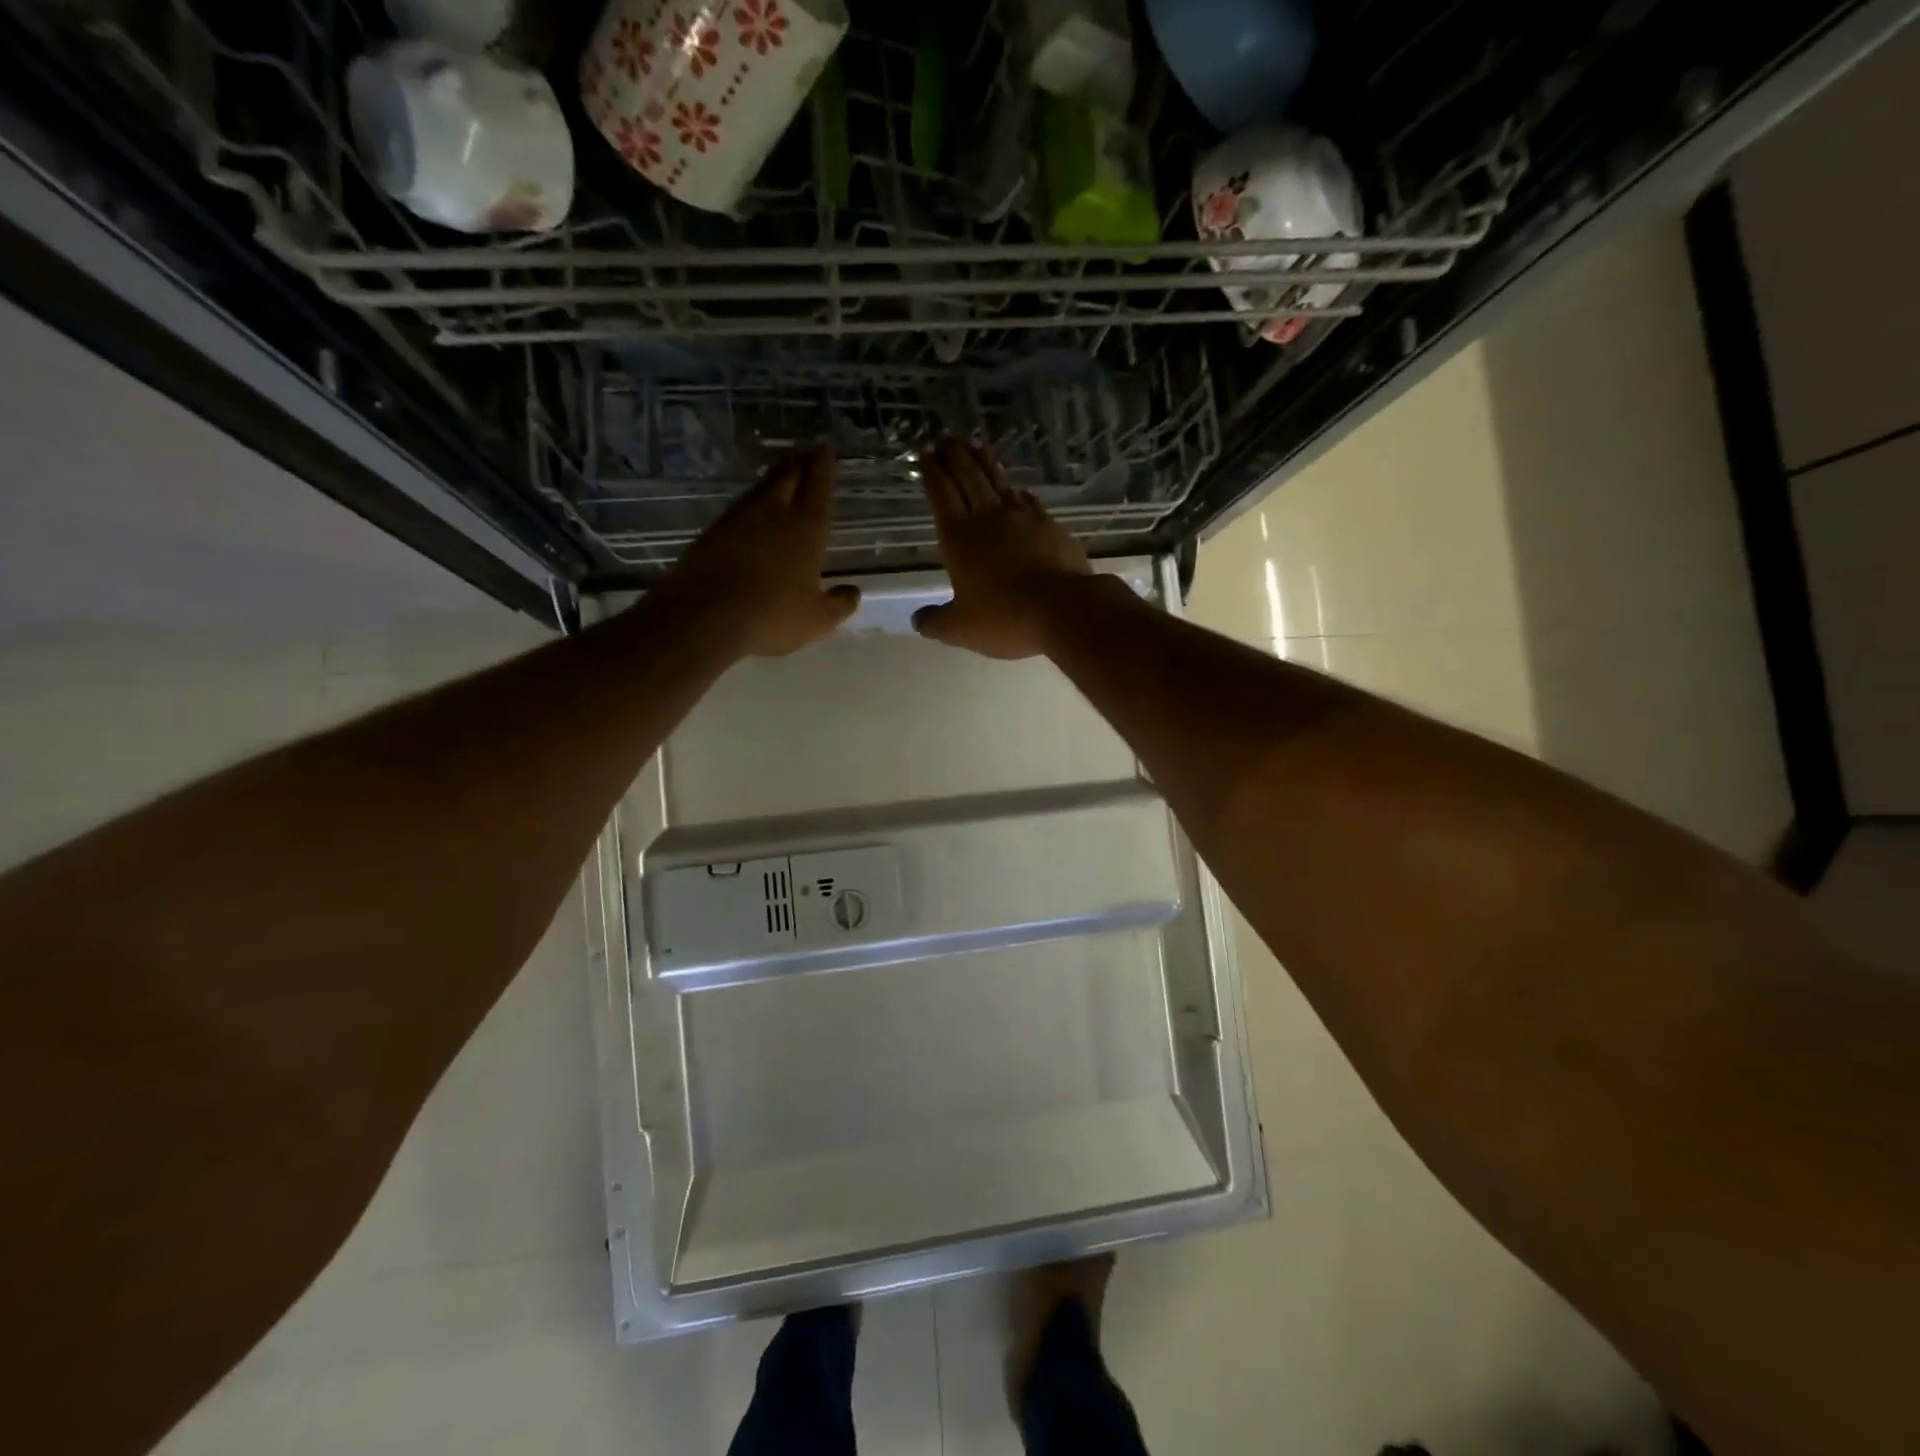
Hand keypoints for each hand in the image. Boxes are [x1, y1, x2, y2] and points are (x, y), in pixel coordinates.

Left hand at [662, 445, 858, 656]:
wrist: (706, 615)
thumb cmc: (773, 615)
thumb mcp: (818, 619)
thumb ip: (839, 604)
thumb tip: (854, 593)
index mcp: (806, 529)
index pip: (818, 488)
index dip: (823, 467)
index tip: (824, 448)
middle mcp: (773, 515)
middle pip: (786, 478)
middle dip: (797, 464)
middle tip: (801, 452)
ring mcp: (738, 521)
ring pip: (760, 491)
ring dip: (771, 479)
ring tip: (779, 474)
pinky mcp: (711, 534)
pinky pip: (737, 511)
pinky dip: (749, 506)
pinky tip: (749, 513)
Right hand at [912, 438, 1091, 658]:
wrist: (1063, 608)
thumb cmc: (1004, 617)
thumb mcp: (961, 628)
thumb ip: (936, 622)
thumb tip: (919, 620)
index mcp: (959, 538)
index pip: (941, 495)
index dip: (932, 473)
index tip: (926, 453)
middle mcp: (988, 518)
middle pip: (968, 478)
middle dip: (954, 456)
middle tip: (946, 438)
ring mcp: (1023, 518)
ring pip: (998, 481)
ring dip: (984, 462)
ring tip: (975, 444)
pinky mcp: (1050, 525)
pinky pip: (1028, 500)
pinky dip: (1017, 490)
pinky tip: (1017, 488)